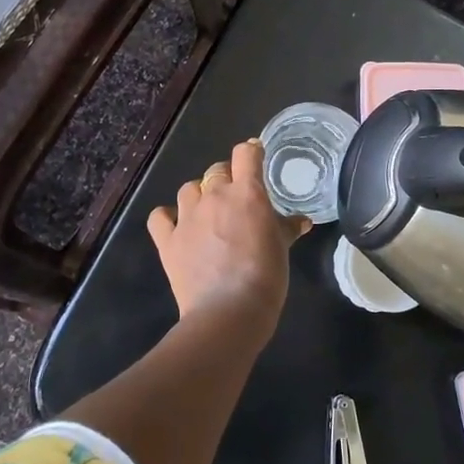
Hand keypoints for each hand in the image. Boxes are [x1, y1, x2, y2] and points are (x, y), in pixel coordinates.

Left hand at [148, 139, 309, 325]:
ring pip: (189, 188)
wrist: (229, 311)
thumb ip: (288, 229)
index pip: (246, 153)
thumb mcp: (282, 249)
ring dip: (199, 195)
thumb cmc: (265, 277)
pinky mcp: (168, 239)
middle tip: (236, 199)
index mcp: (247, 193)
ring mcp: (187, 217)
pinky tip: (177, 226)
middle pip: (217, 170)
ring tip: (208, 213)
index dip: (251, 152)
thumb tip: (303, 221)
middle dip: (226, 178)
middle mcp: (215, 196)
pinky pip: (160, 216)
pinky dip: (167, 217)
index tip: (256, 159)